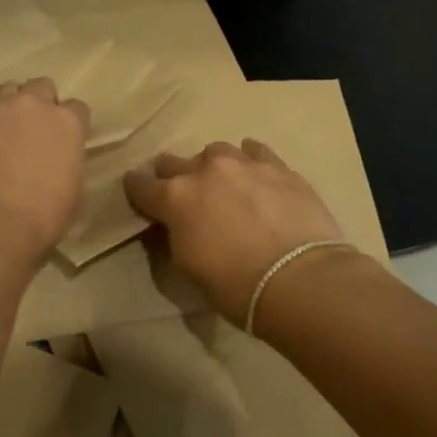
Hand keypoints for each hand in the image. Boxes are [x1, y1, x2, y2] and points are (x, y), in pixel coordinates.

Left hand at [0, 78, 89, 268]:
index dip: (73, 124)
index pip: (77, 108)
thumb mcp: (74, 194)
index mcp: (67, 123)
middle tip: (36, 131)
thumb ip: (69, 166)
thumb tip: (61, 165)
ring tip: (7, 133)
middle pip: (41, 87)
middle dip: (41, 104)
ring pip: (9, 91)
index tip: (67, 141)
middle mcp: (33, 106)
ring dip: (12, 106)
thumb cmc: (42, 216)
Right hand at [123, 140, 346, 324]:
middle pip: (173, 162)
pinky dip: (249, 160)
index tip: (139, 196)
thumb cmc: (235, 285)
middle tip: (185, 198)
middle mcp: (204, 170)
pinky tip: (255, 172)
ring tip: (225, 185)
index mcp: (174, 197)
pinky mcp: (277, 166)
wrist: (299, 279)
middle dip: (173, 177)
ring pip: (215, 151)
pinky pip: (254, 150)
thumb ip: (176, 235)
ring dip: (213, 167)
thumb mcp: (188, 266)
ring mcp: (243, 163)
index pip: (139, 184)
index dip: (137, 191)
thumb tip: (178, 224)